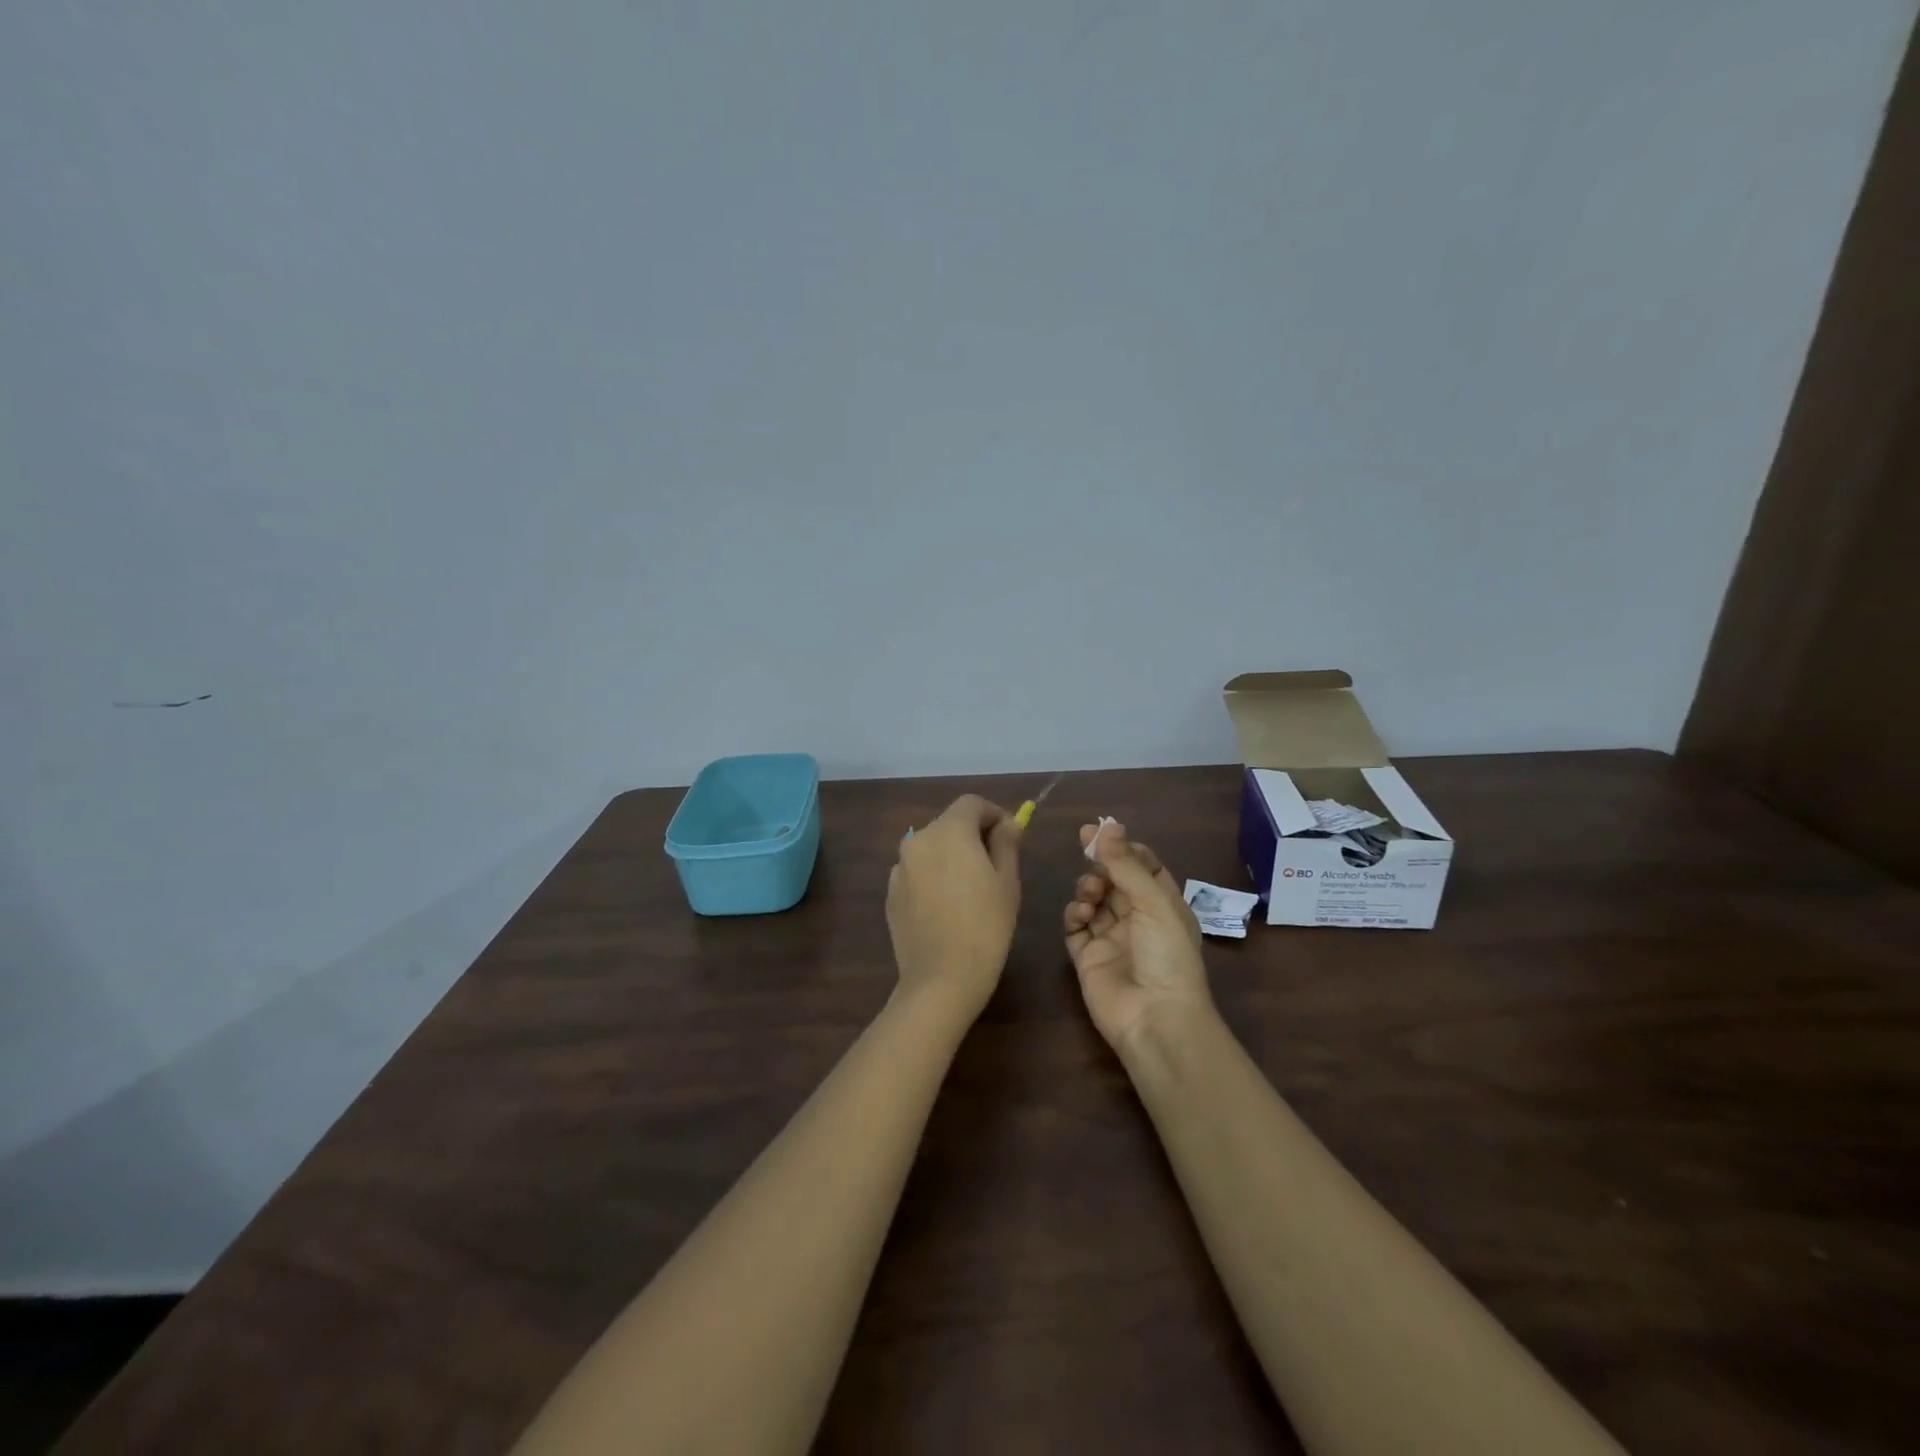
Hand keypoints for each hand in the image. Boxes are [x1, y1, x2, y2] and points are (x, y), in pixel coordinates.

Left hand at [887, 795, 1021, 1019]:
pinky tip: (946, 907)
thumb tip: (1006, 823)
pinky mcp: (891, 893)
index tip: (1010, 836)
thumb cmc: (985, 926)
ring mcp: (899, 867)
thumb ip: (1006, 843)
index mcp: (948, 831)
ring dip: (951, 856)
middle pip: (949, 823)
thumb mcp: (1007, 881)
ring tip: (970, 888)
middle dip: (972, 835)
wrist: (941, 979)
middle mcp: (918, 840)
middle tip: (995, 864)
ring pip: (931, 848)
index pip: (972, 804)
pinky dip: (933, 877)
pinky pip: (917, 872)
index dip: (994, 814)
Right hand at [1063, 821, 1213, 1053]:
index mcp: (1163, 905)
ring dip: (1088, 887)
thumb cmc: (1165, 954)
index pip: (1143, 866)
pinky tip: (1080, 915)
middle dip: (1101, 862)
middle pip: (1114, 879)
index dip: (1124, 848)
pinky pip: (1075, 926)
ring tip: (1090, 894)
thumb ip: (1126, 864)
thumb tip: (1107, 826)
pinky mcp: (1087, 956)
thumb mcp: (1153, 902)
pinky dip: (1074, 914)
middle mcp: (1137, 918)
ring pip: (1093, 899)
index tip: (1102, 831)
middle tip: (1085, 846)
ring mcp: (1110, 938)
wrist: (1153, 1017)